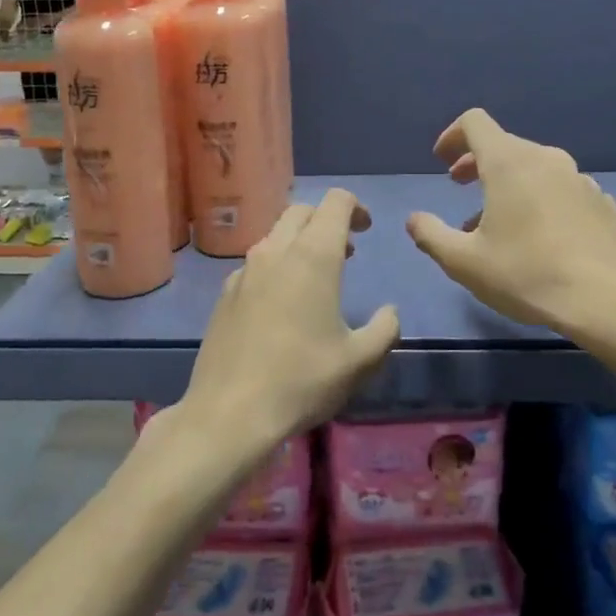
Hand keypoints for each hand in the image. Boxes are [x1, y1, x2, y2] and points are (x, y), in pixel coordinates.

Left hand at [176, 189, 399, 459]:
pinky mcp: (224, 294)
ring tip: (317, 278)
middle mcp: (275, 251)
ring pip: (275, 235)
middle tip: (347, 250)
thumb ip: (385, 328)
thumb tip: (390, 312)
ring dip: (300, 242)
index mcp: (312, 256)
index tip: (367, 229)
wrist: (230, 412)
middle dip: (327, 220)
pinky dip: (276, 266)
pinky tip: (282, 304)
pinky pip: (256, 263)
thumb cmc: (302, 380)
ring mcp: (244, 271)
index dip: (356, 207)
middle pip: (302, 211)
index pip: (335, 202)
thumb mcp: (361, 361)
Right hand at [406, 108, 615, 334]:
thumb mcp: (464, 262)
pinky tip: (540, 234)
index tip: (441, 162)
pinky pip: (561, 188)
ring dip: (508, 183)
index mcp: (510, 162)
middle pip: (504, 144)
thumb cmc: (527, 275)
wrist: (607, 301)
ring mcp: (580, 178)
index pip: (475, 123)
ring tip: (496, 220)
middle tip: (459, 186)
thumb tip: (414, 220)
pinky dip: (541, 198)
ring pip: (535, 167)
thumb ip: (431, 235)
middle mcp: (546, 159)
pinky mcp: (602, 201)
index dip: (452, 135)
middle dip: (476, 161)